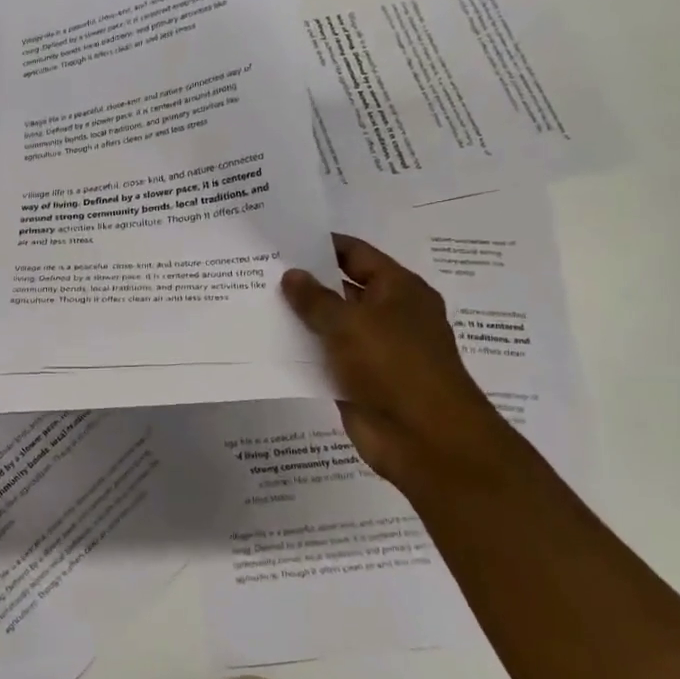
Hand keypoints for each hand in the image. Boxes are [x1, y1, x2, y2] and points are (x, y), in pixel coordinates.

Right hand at [281, 235, 534, 495]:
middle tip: (259, 269)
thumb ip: (315, 298)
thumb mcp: (349, 322)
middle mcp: (389, 315)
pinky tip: (267, 342)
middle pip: (341, 288)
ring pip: (331, 325)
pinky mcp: (358, 380)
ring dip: (300, 318)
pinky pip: (325, 358)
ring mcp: (374, 350)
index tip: (281, 239)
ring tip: (254, 301)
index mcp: (399, 289)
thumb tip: (291, 274)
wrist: (425, 439)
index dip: (321, 245)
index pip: (356, 254)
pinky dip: (302, 351)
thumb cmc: (394, 366)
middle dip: (305, 281)